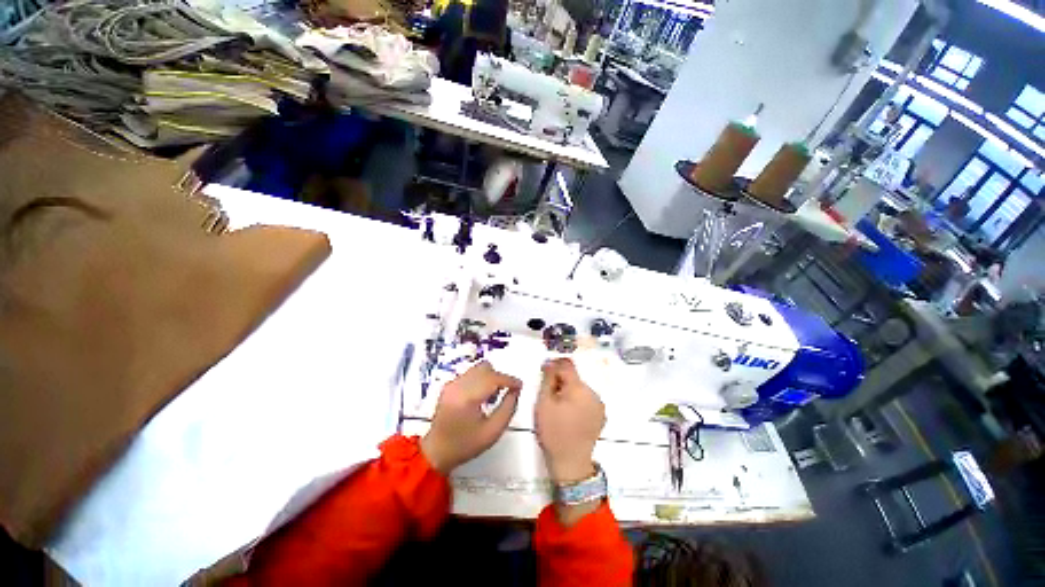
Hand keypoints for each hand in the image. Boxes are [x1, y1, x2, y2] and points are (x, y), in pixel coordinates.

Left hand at [421, 361, 521, 474]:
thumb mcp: (493, 432)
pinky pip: (470, 373)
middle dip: (499, 377)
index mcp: (468, 397)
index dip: (509, 380)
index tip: (520, 386)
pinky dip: (480, 379)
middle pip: (485, 368)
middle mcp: (458, 385)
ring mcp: (452, 383)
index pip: (493, 378)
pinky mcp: (449, 384)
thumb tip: (515, 391)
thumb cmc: (465, 445)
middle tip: (507, 391)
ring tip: (493, 394)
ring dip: (490, 376)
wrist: (436, 452)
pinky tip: (481, 395)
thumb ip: (508, 408)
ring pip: (478, 368)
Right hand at [534, 358, 604, 483]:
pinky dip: (577, 400)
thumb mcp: (543, 403)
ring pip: (580, 388)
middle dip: (561, 381)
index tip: (545, 371)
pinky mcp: (601, 415)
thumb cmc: (553, 432)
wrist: (571, 462)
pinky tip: (569, 414)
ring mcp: (599, 405)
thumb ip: (547, 379)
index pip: (567, 365)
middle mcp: (593, 393)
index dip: (554, 364)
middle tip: (549, 395)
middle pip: (574, 377)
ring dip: (569, 391)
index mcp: (578, 388)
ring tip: (559, 407)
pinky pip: (587, 399)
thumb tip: (550, 363)